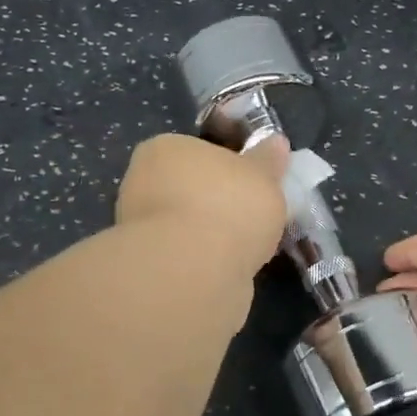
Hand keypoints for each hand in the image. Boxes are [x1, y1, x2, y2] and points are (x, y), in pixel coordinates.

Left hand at [115, 134, 289, 274]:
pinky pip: (187, 255)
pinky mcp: (149, 266)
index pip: (195, 150)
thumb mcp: (262, 175)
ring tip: (248, 247)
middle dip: (218, 202)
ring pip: (188, 225)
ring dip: (212, 234)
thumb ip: (268, 161)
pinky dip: (206, 260)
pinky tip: (230, 269)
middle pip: (190, 189)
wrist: (193, 272)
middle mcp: (142, 184)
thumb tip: (276, 142)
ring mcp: (141, 228)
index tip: (252, 183)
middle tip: (254, 216)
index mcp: (164, 149)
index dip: (226, 165)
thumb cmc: (227, 206)